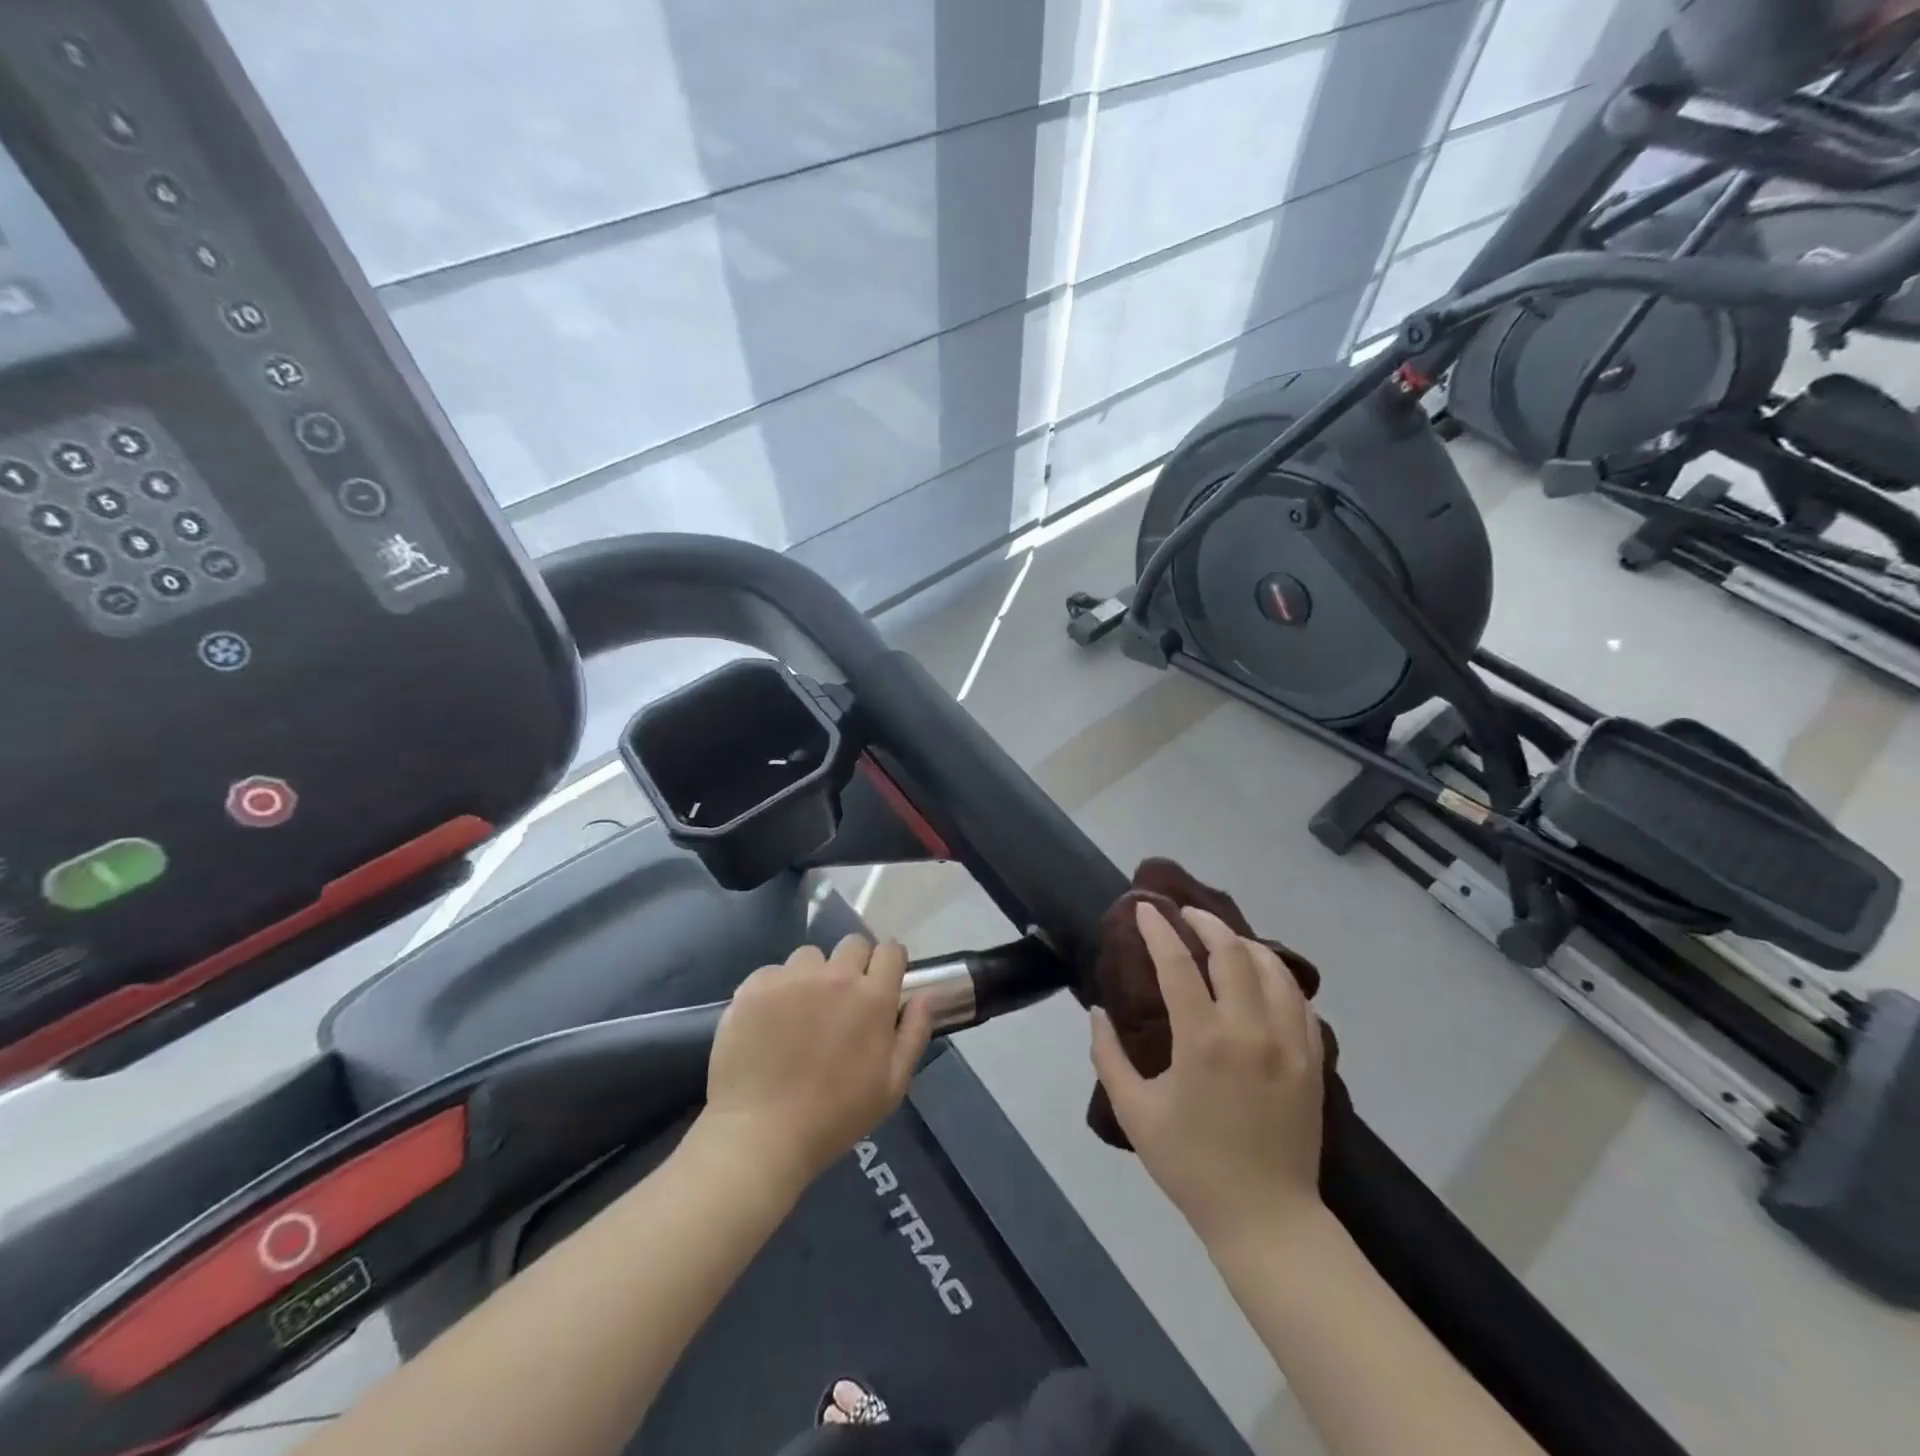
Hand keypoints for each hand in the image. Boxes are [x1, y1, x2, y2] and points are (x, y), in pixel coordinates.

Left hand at [702, 935, 933, 1188]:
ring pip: (810, 956)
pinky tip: (769, 1021)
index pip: (890, 951)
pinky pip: (772, 973)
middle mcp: (835, 976)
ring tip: (801, 1011)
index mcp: (873, 997)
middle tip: (842, 1000)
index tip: (882, 982)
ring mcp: (791, 978)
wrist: (762, 1135)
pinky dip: (775, 990)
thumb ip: (914, 1032)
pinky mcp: (754, 987)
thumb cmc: (836, 1116)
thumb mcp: (892, 1085)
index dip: (889, 963)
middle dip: (854, 964)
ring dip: (812, 975)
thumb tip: (925, 994)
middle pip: (852, 944)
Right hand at [1090, 902, 1325, 1250]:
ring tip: (1224, 938)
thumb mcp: (1134, 1112)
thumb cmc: (1191, 1165)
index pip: (1177, 964)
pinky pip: (1299, 1001)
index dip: (1158, 930)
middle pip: (1232, 952)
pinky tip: (1263, 977)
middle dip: (1205, 923)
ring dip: (1245, 943)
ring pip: (1273, 968)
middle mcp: (1249, 1029)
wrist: (1266, 1218)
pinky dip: (1278, 977)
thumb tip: (1098, 1012)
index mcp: (1202, 1040)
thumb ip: (1108, 1056)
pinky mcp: (1312, 1060)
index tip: (1144, 909)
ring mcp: (1289, 1043)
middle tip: (1184, 914)